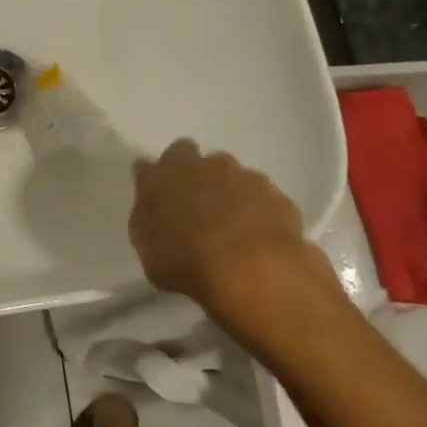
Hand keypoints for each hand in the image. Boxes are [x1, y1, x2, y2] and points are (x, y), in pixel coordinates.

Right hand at [129, 140, 334, 319]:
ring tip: (233, 229)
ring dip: (233, 195)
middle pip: (203, 162)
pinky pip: (265, 201)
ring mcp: (247, 178)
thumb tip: (150, 195)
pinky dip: (260, 214)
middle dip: (201, 179)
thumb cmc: (185, 257)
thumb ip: (148, 214)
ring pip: (237, 178)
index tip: (165, 195)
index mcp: (171, 170)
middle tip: (199, 211)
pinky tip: (259, 240)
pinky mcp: (279, 198)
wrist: (250, 269)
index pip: (165, 157)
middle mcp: (209, 164)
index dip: (165, 175)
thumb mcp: (147, 244)